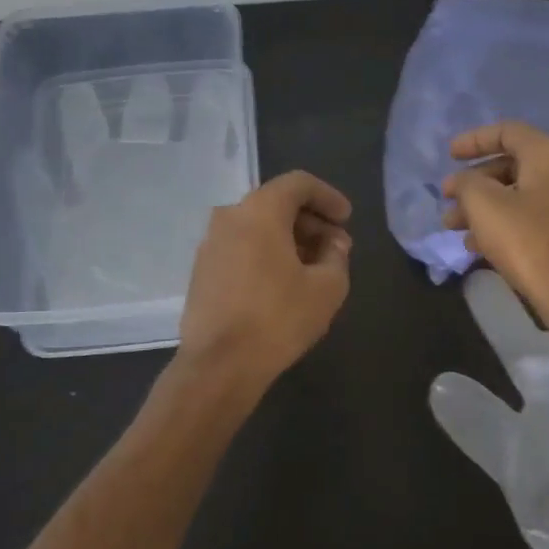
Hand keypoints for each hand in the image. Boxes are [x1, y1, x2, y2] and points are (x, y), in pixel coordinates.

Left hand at [178, 171, 352, 391]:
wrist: (219, 364)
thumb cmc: (278, 318)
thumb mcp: (327, 288)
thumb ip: (336, 256)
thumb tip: (332, 244)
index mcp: (259, 211)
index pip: (298, 184)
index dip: (328, 197)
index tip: (346, 219)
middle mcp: (229, 217)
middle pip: (276, 204)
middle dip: (311, 222)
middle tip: (336, 248)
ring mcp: (210, 245)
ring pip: (257, 227)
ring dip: (289, 240)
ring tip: (314, 267)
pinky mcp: (202, 271)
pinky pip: (241, 248)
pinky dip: (266, 254)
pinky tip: (284, 282)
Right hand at [441, 121, 548, 343]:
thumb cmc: (526, 240)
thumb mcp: (484, 205)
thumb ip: (467, 182)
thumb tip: (463, 180)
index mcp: (548, 157)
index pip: (509, 132)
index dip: (474, 139)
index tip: (449, 155)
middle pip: (511, 165)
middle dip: (474, 181)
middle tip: (447, 198)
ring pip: (517, 196)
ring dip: (482, 207)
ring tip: (452, 227)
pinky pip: (529, 218)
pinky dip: (501, 224)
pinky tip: (476, 246)